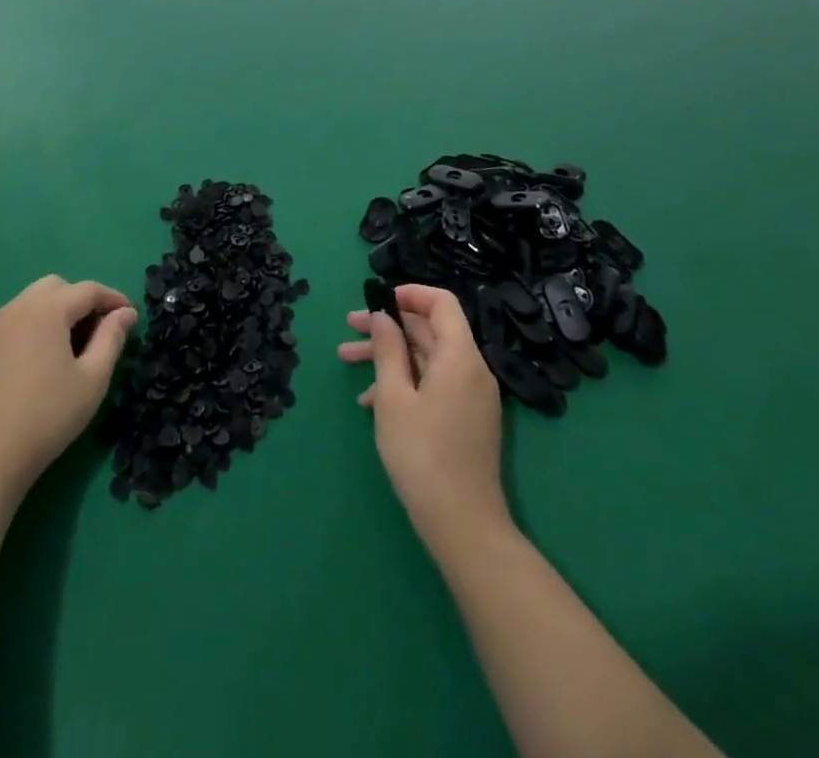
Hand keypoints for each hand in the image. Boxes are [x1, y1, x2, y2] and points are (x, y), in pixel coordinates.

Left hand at [0, 276, 135, 502]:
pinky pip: (3, 325)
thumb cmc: (48, 417)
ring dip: (50, 314)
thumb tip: (125, 313)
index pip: (87, 290)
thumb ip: (112, 338)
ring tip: (61, 348)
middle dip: (79, 301)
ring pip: (26, 303)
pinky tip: (27, 363)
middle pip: (54, 288)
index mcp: (47, 310)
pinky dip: (22, 331)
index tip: (129, 316)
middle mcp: (14, 308)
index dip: (113, 298)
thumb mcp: (93, 379)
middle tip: (94, 331)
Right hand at [340, 284, 507, 541]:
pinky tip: (370, 401)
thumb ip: (388, 349)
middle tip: (349, 327)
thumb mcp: (393, 397)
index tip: (378, 300)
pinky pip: (434, 384)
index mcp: (460, 356)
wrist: (463, 525)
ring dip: (389, 355)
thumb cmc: (422, 454)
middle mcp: (472, 370)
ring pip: (427, 359)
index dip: (410, 294)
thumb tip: (384, 316)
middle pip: (430, 330)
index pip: (442, 303)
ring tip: (346, 360)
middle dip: (388, 327)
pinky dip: (404, 382)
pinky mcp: (466, 419)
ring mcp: (471, 397)